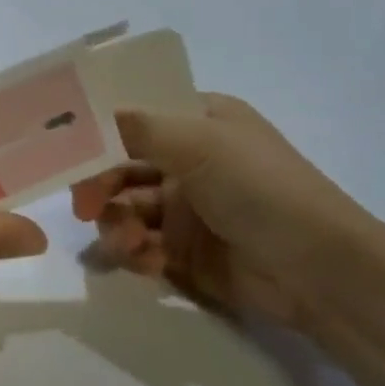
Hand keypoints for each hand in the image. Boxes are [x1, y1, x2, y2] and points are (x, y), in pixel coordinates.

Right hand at [72, 95, 380, 335]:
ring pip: (125, 208)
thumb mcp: (202, 144)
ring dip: (116, 224)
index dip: (100, 129)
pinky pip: (140, 246)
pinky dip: (135, 253)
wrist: (317, 271)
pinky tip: (146, 261)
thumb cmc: (261, 189)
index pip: (137, 114)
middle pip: (121, 165)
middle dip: (100, 184)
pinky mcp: (184, 253)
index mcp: (199, 122)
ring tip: (129, 244)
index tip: (66, 147)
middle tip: (85, 206)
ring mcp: (186, 208)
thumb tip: (89, 115)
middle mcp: (189, 161)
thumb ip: (139, 127)